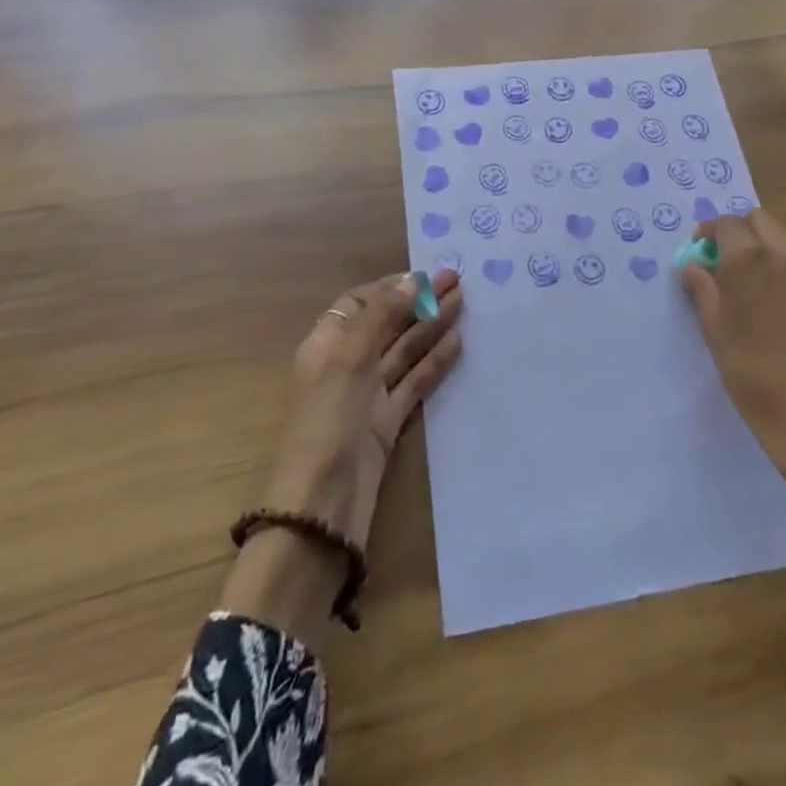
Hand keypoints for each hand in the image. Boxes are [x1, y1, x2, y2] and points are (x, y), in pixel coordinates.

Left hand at [223, 270, 463, 646]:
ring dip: (431, 327)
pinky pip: (414, 384)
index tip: (425, 275)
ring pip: (403, 352)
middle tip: (458, 282)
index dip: (391, 287)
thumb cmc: (327, 423)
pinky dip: (434, 363)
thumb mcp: (349, 360)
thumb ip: (381, 317)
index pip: (360, 303)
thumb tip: (411, 280)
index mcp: (326, 344)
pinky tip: (457, 344)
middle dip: (418, 302)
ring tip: (464, 303)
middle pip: (386, 324)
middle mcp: (346, 365)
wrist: (321, 509)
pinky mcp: (387, 423)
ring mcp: (368, 396)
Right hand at [678, 211, 785, 516]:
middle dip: (743, 235)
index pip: (726, 223)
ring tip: (762, 294)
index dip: (709, 234)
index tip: (701, 252)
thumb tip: (694, 266)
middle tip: (729, 265)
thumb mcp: (714, 330)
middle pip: (762, 223)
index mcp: (752, 258)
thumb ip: (702, 288)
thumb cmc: (753, 374)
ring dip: (772, 258)